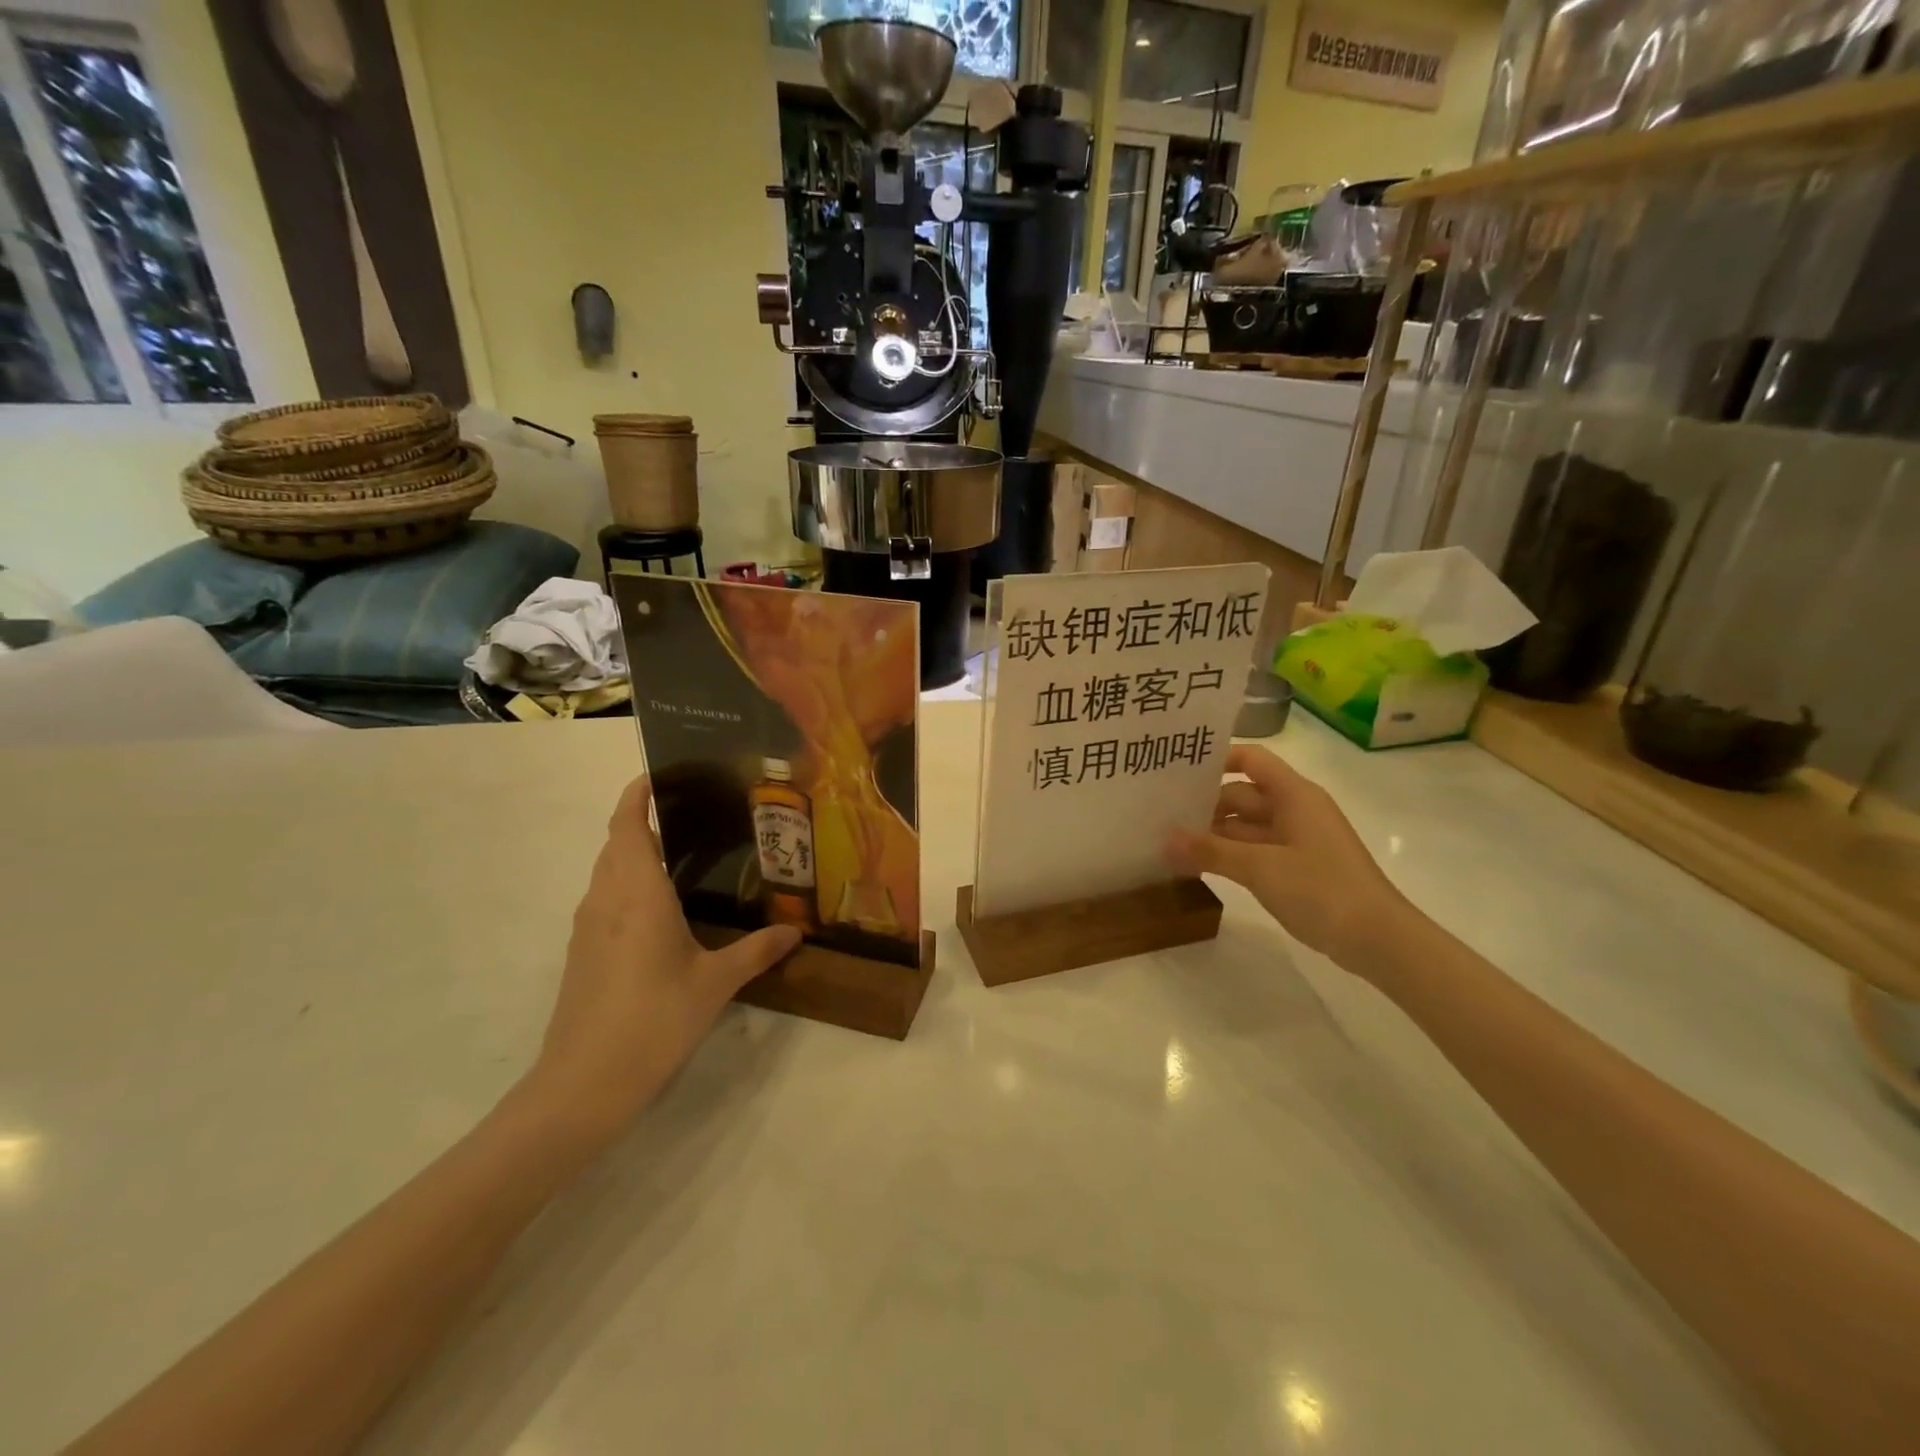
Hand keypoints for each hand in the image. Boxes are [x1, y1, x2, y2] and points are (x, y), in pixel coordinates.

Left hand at [526, 776, 800, 1138]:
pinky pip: (604, 900)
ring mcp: (588, 928)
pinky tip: (661, 911)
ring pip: (607, 872)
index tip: (658, 774)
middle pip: (615, 843)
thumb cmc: (653, 1020)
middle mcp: (606, 899)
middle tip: (690, 814)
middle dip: (641, 819)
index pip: (626, 824)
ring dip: (633, 854)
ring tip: (682, 855)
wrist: (583, 1085)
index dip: (636, 794)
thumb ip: (756, 951)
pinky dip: (627, 886)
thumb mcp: (715, 983)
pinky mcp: (582, 954)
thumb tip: (796, 931)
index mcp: (638, 892)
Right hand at [1167, 744, 1413, 975]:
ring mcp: (1296, 841)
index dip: (1217, 759)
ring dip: (1212, 834)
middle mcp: (1295, 811)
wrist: (1378, 940)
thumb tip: (1164, 839)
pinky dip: (1228, 856)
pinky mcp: (1296, 869)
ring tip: (1168, 842)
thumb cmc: (1322, 889)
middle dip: (1204, 804)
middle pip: (1242, 795)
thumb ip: (1210, 851)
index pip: (1251, 760)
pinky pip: (1253, 852)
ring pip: (1245, 827)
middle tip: (1159, 814)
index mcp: (1294, 795)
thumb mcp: (1260, 867)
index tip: (1178, 770)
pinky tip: (1197, 866)